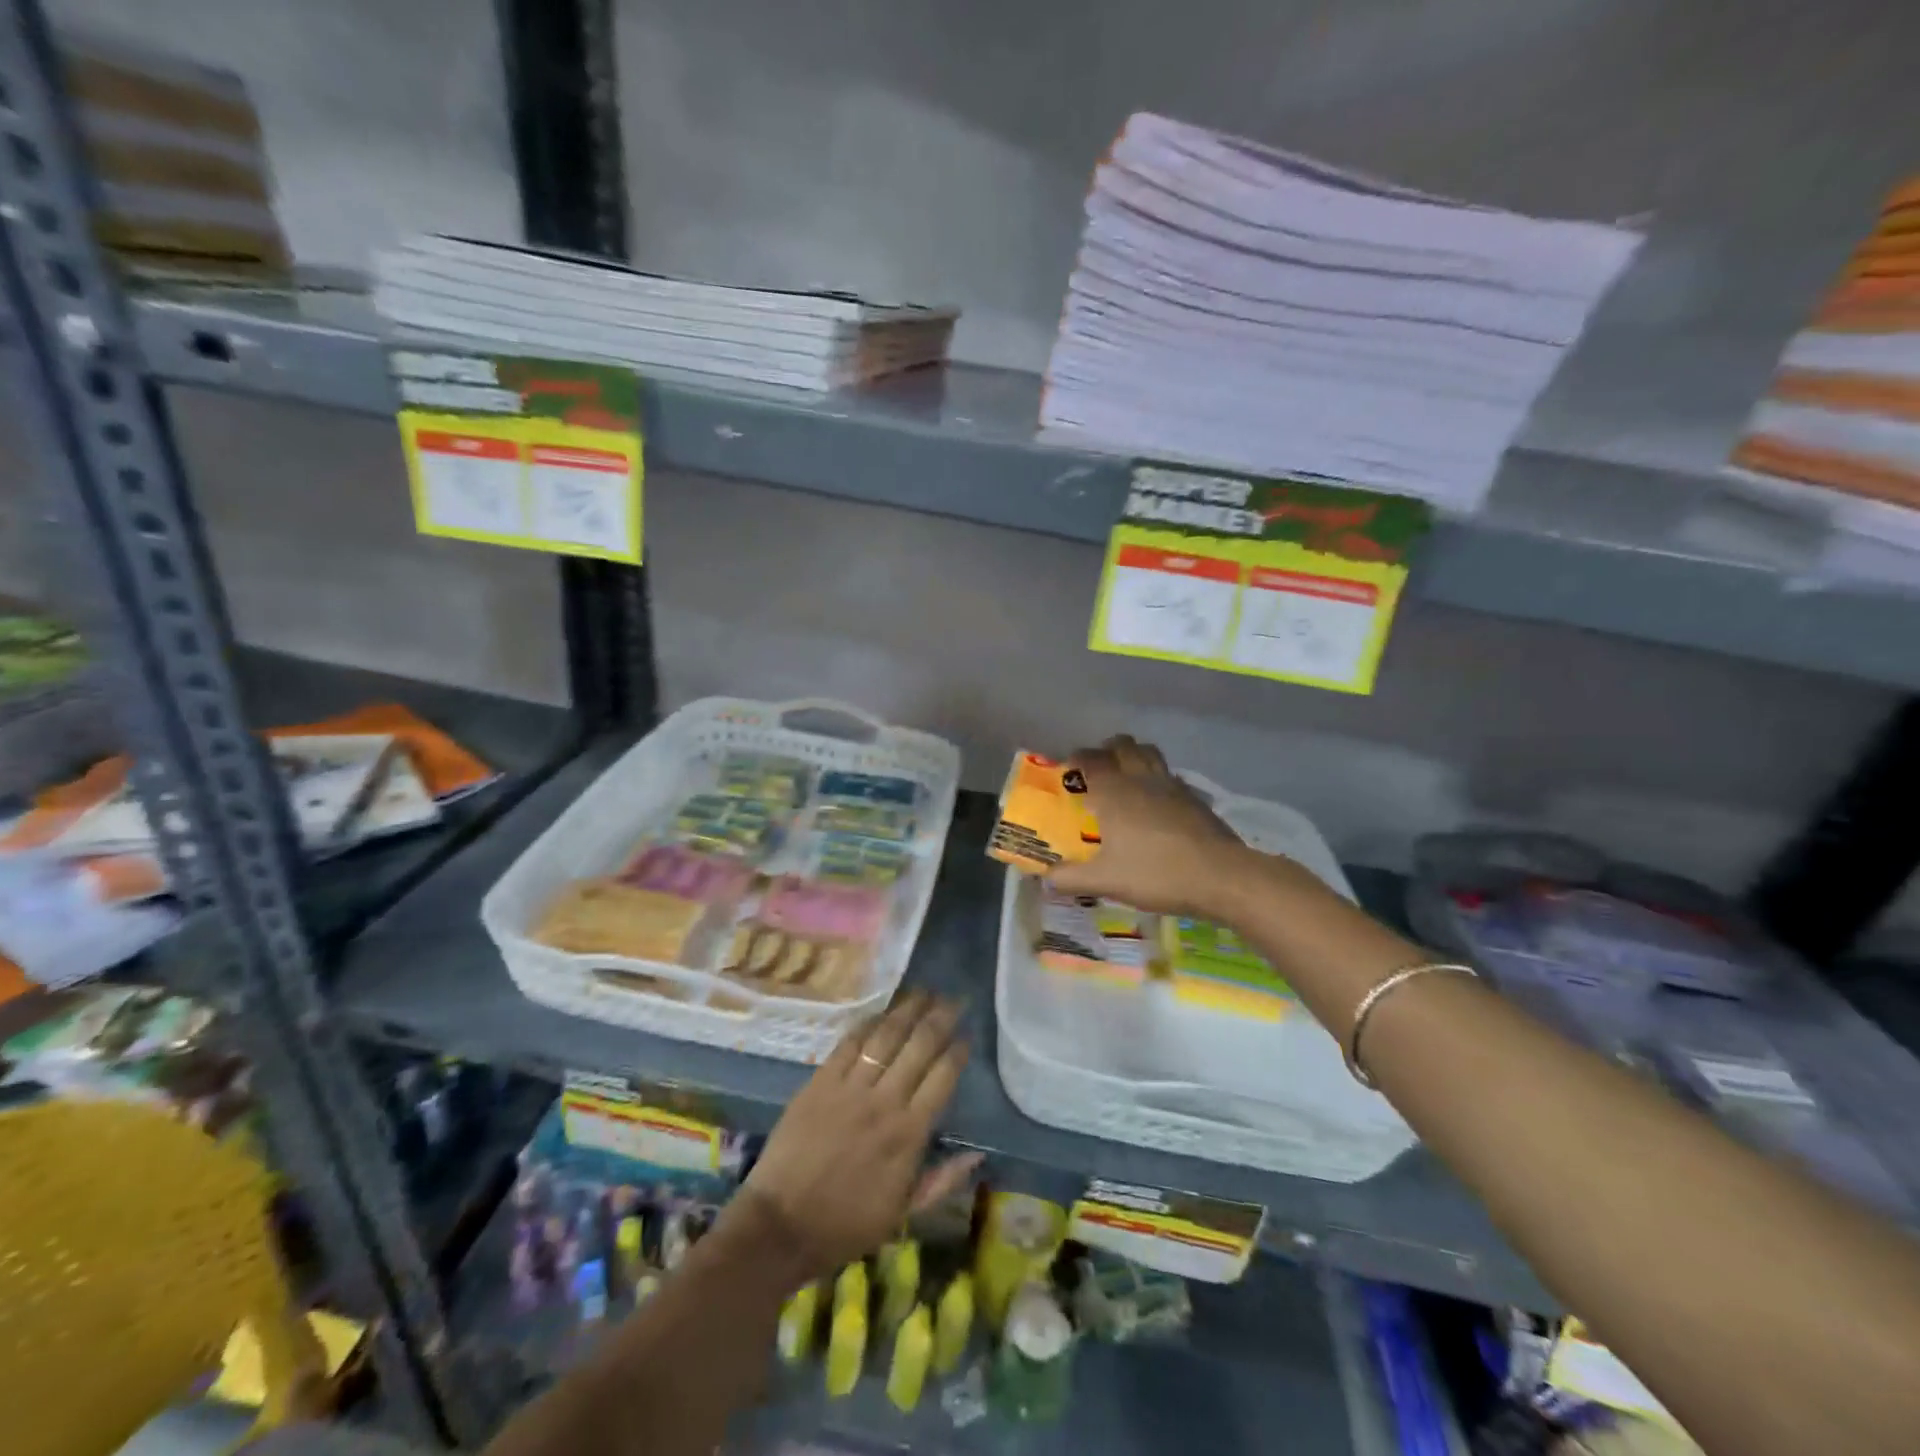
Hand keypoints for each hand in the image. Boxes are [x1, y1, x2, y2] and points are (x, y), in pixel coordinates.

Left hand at [737, 992, 978, 1277]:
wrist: (781, 1226)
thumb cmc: (846, 1224)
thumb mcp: (903, 1213)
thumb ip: (942, 1181)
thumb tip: (978, 1154)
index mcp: (908, 1134)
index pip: (942, 1078)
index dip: (957, 1052)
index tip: (967, 1034)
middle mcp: (884, 1102)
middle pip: (919, 1046)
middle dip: (940, 1018)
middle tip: (954, 999)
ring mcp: (850, 1088)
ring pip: (886, 1036)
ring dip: (908, 1010)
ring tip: (924, 991)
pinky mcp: (820, 1081)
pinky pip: (849, 1043)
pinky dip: (868, 1023)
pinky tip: (881, 1010)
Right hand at [1046, 735, 1249, 916]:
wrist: (1220, 876)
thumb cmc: (1156, 874)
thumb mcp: (1106, 881)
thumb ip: (1071, 878)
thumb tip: (1046, 878)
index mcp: (1114, 792)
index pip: (1091, 760)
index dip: (1077, 758)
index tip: (1068, 767)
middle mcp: (1141, 779)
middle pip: (1123, 746)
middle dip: (1107, 749)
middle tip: (1097, 768)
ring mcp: (1172, 785)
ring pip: (1150, 754)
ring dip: (1135, 756)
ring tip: (1126, 776)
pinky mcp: (1194, 798)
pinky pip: (1170, 775)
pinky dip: (1158, 778)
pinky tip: (1157, 801)